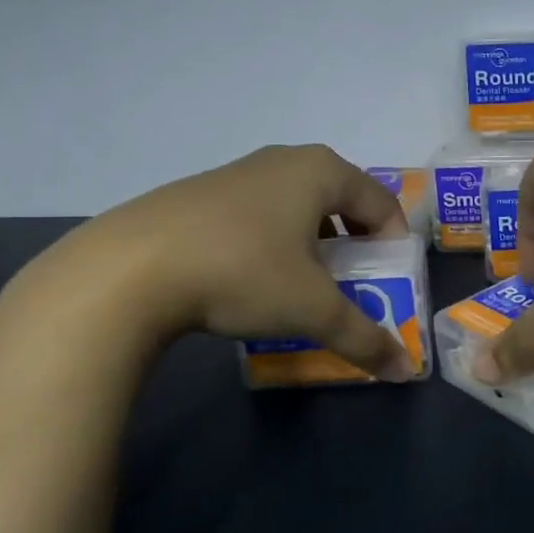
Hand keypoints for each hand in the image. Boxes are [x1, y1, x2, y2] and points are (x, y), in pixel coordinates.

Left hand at [38, 144, 415, 379]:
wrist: (128, 269)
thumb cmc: (243, 272)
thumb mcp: (313, 310)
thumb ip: (365, 338)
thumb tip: (405, 372)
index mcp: (322, 171)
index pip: (382, 204)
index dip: (395, 247)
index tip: (389, 284)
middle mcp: (285, 160)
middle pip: (341, 203)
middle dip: (355, 247)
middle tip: (352, 287)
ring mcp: (239, 172)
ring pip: (298, 208)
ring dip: (313, 246)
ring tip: (303, 288)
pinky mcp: (201, 193)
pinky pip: (259, 215)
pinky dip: (274, 244)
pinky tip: (252, 280)